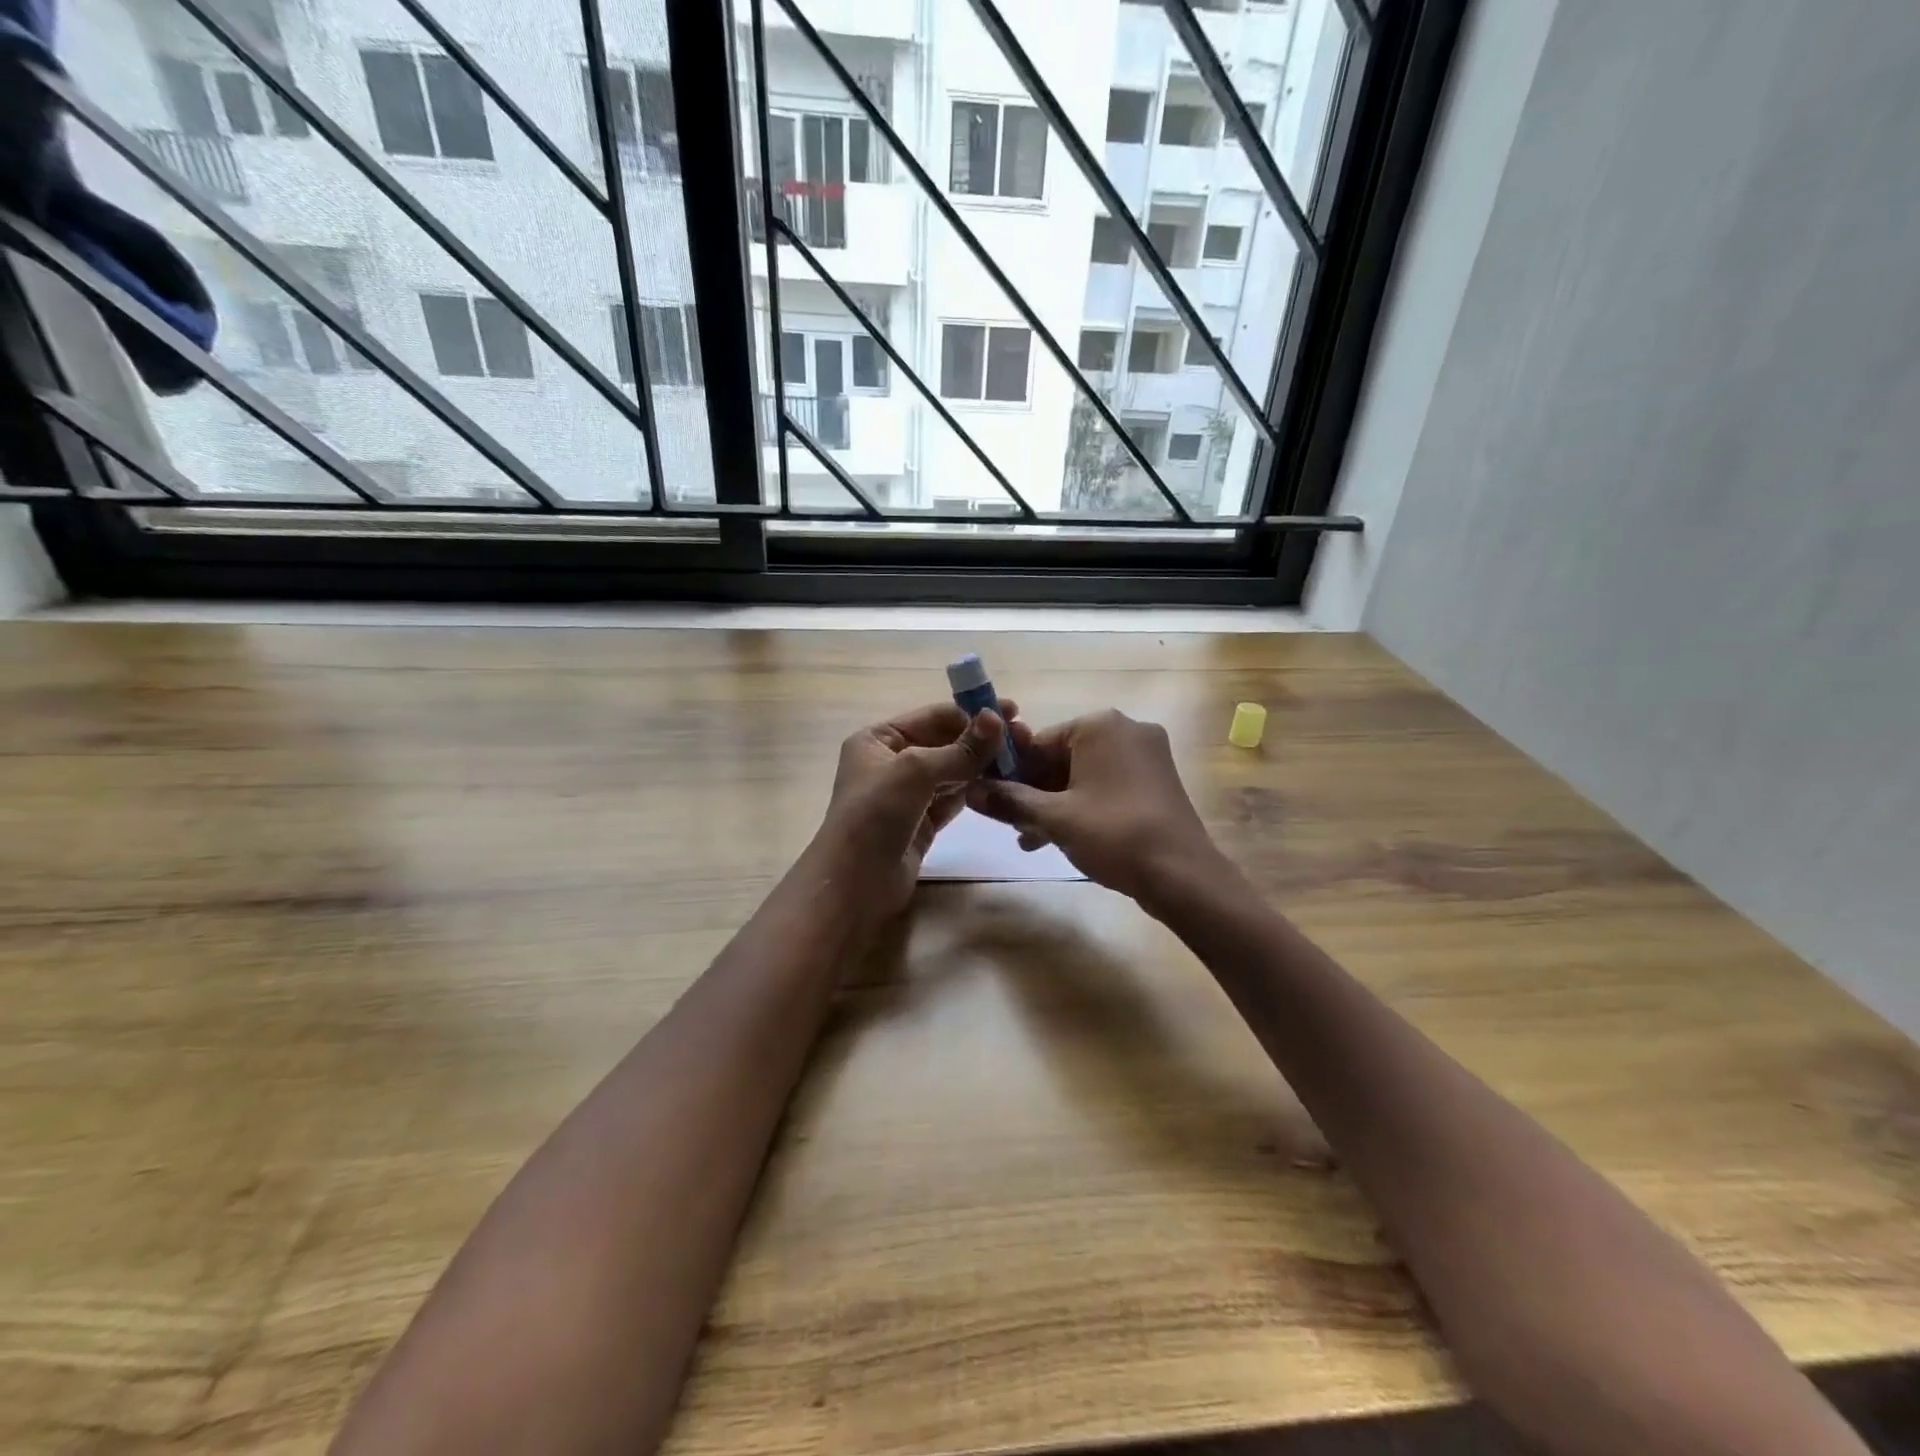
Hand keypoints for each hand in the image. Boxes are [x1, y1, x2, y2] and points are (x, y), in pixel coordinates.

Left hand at [816, 700, 1015, 919]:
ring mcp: (907, 794)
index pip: (933, 717)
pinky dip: (974, 790)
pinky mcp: (922, 822)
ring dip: (981, 765)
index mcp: (878, 739)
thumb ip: (960, 749)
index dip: (971, 714)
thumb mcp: (915, 772)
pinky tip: (1000, 785)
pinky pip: (953, 797)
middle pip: (945, 742)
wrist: (855, 885)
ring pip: (952, 771)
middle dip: (980, 740)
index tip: (1012, 714)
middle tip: (1023, 738)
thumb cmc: (875, 816)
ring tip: (1019, 760)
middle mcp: (891, 761)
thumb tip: (997, 719)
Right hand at [965, 708, 1219, 905]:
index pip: (1039, 742)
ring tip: (1032, 840)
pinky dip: (1084, 806)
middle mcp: (1127, 729)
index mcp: (1100, 725)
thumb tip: (969, 790)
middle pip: (1062, 758)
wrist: (1183, 875)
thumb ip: (1009, 800)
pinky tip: (1063, 838)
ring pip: (1084, 775)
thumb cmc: (1114, 834)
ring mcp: (1147, 755)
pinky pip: (1108, 786)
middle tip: (1013, 826)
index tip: (995, 802)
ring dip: (1056, 804)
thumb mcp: (1054, 818)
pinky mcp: (1158, 781)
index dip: (1012, 773)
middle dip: (1035, 793)